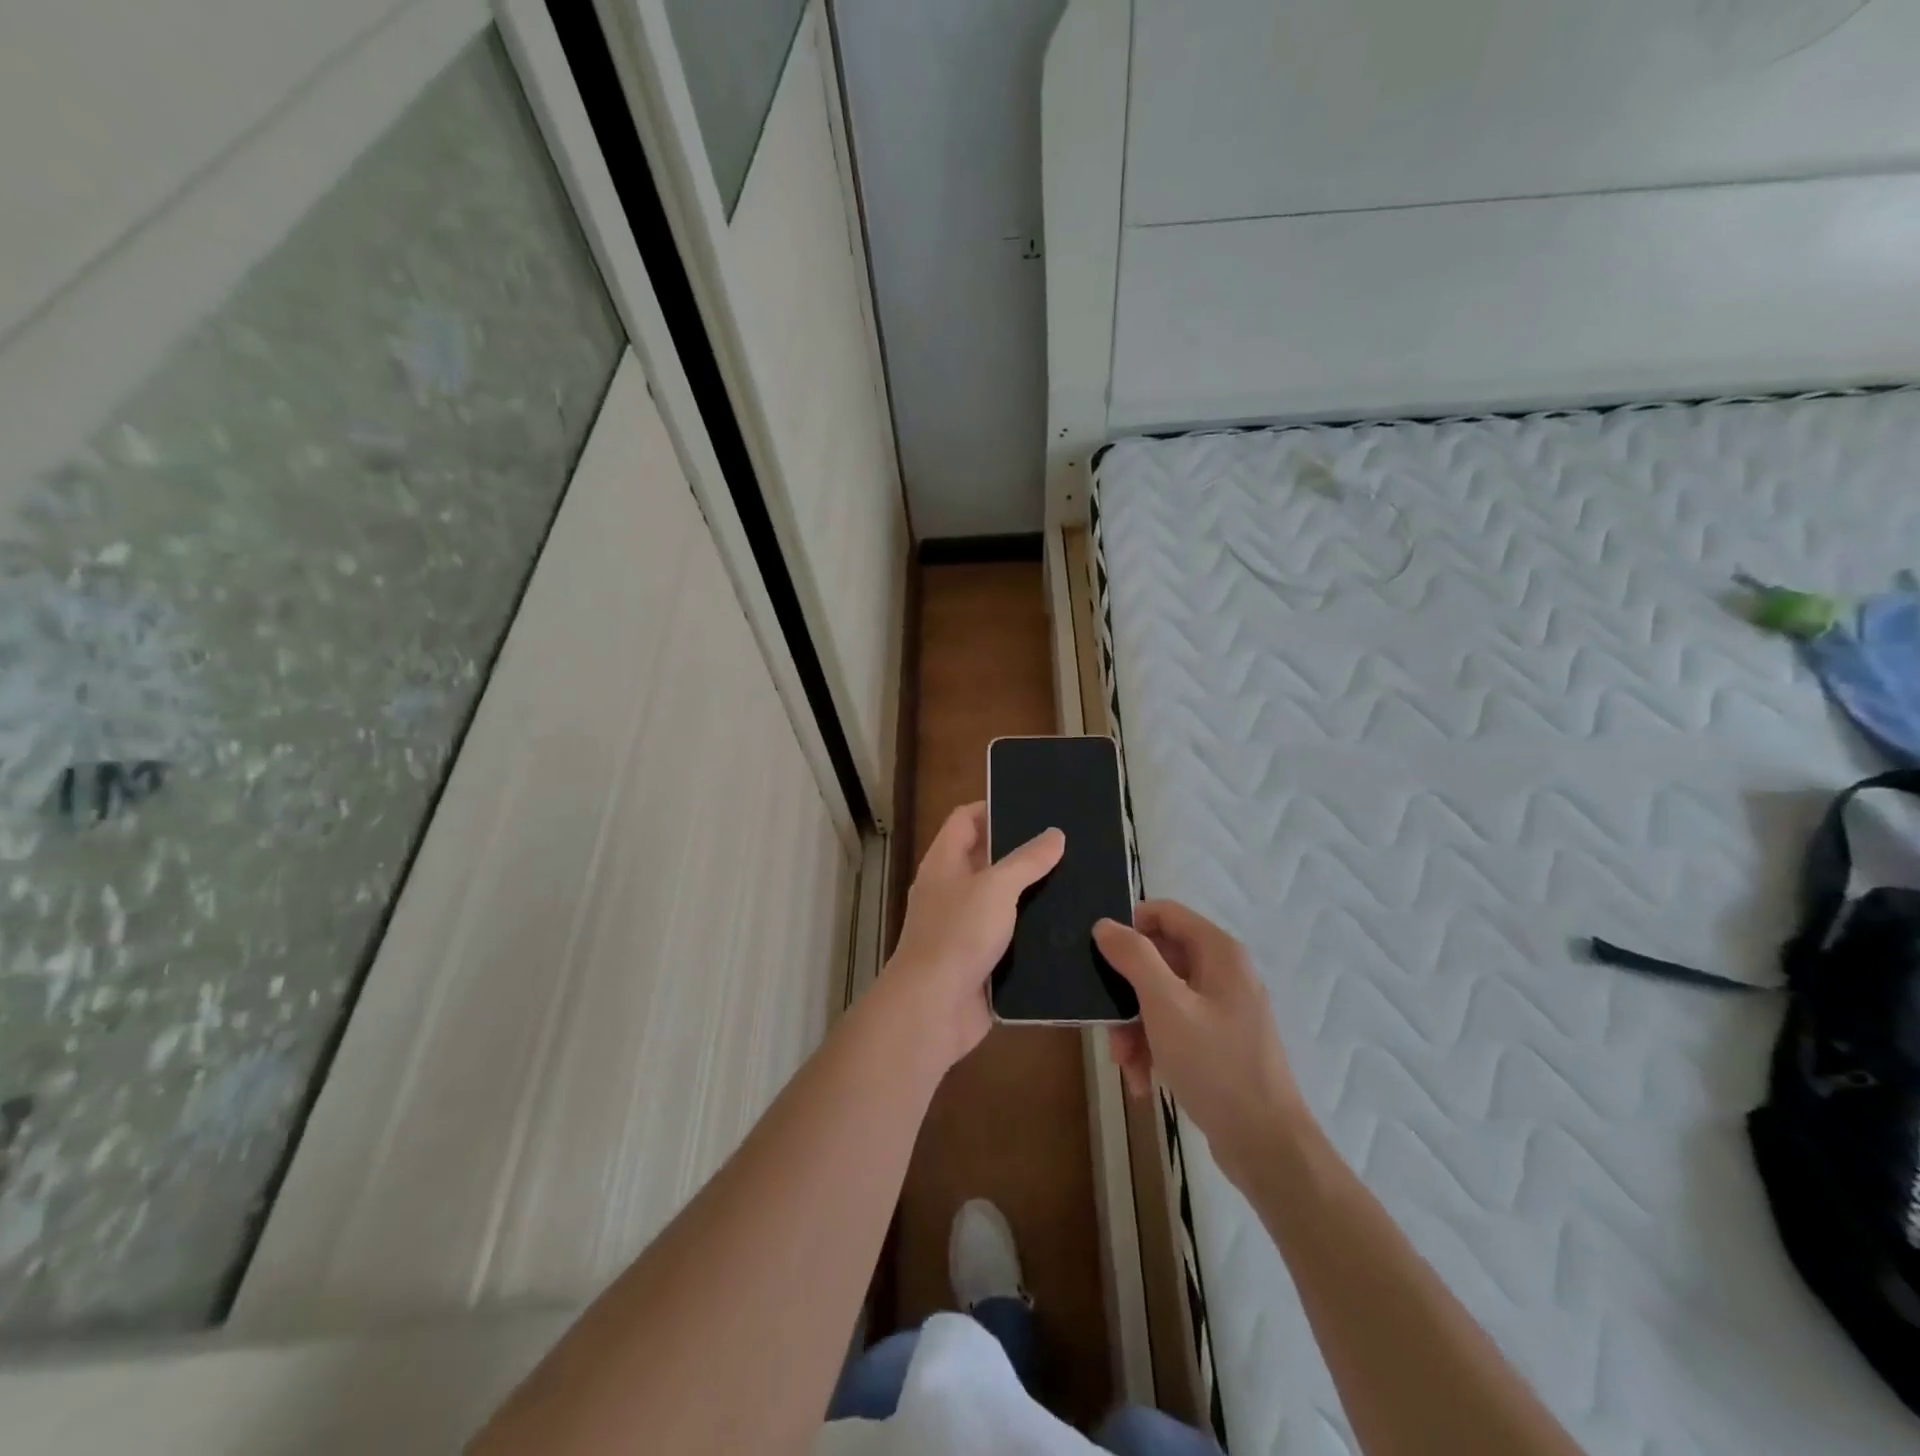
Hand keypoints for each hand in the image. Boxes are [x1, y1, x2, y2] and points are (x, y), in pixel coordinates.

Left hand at [884, 802, 1064, 1070]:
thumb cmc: (958, 935)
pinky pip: (1008, 937)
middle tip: (1065, 844)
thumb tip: (1054, 834)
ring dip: (1030, 894)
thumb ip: (1026, 860)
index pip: (964, 819)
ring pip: (1000, 900)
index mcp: (944, 862)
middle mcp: (950, 889)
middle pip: (985, 858)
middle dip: (1021, 852)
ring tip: (1075, 881)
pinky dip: (1030, 931)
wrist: (933, 1009)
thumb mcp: (996, 888)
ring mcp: (963, 926)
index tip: (1032, 806)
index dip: (992, 807)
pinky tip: (1065, 927)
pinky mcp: (978, 959)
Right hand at [1094, 901, 1308, 1184]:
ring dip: (1135, 1027)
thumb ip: (1134, 958)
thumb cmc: (1215, 1065)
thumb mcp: (1165, 1006)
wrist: (1265, 1146)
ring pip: (1161, 998)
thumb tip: (1104, 925)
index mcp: (1219, 953)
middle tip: (1107, 1023)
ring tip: (1125, 1064)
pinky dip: (1154, 1047)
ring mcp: (1222, 1008)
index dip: (1129, 926)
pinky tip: (1142, 1080)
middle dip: (1127, 992)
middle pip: (1158, 959)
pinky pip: (1174, 1027)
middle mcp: (1223, 972)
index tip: (1100, 955)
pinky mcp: (1218, 1042)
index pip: (1164, 913)